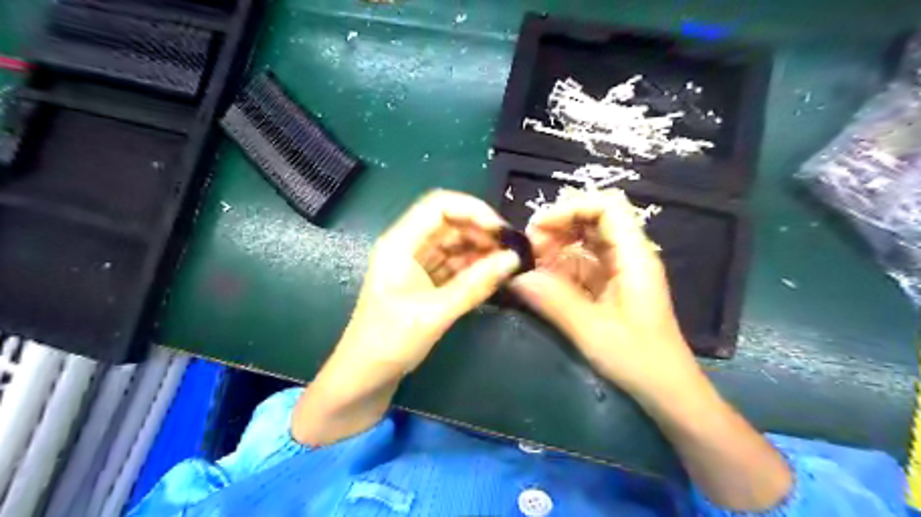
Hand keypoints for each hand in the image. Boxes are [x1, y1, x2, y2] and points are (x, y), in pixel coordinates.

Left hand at [300, 190, 520, 444]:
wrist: (364, 377)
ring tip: (508, 264)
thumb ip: (475, 285)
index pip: (439, 205)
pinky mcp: (426, 282)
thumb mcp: (435, 313)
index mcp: (400, 243)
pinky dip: (474, 268)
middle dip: (481, 231)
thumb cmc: (389, 342)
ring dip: (481, 250)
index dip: (473, 210)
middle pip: (450, 222)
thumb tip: (514, 259)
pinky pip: (455, 265)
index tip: (501, 231)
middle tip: (512, 250)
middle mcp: (408, 246)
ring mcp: (417, 264)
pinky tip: (493, 276)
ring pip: (455, 243)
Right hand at [511, 190, 699, 399]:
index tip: (538, 227)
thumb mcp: (592, 330)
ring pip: (582, 241)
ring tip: (530, 264)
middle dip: (557, 226)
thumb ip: (552, 300)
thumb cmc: (638, 359)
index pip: (607, 207)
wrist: (666, 390)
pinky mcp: (607, 286)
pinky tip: (541, 279)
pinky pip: (579, 264)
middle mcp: (626, 255)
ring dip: (554, 246)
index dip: (570, 208)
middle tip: (528, 248)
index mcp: (633, 256)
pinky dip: (558, 267)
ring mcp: (617, 270)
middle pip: (591, 219)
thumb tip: (514, 276)